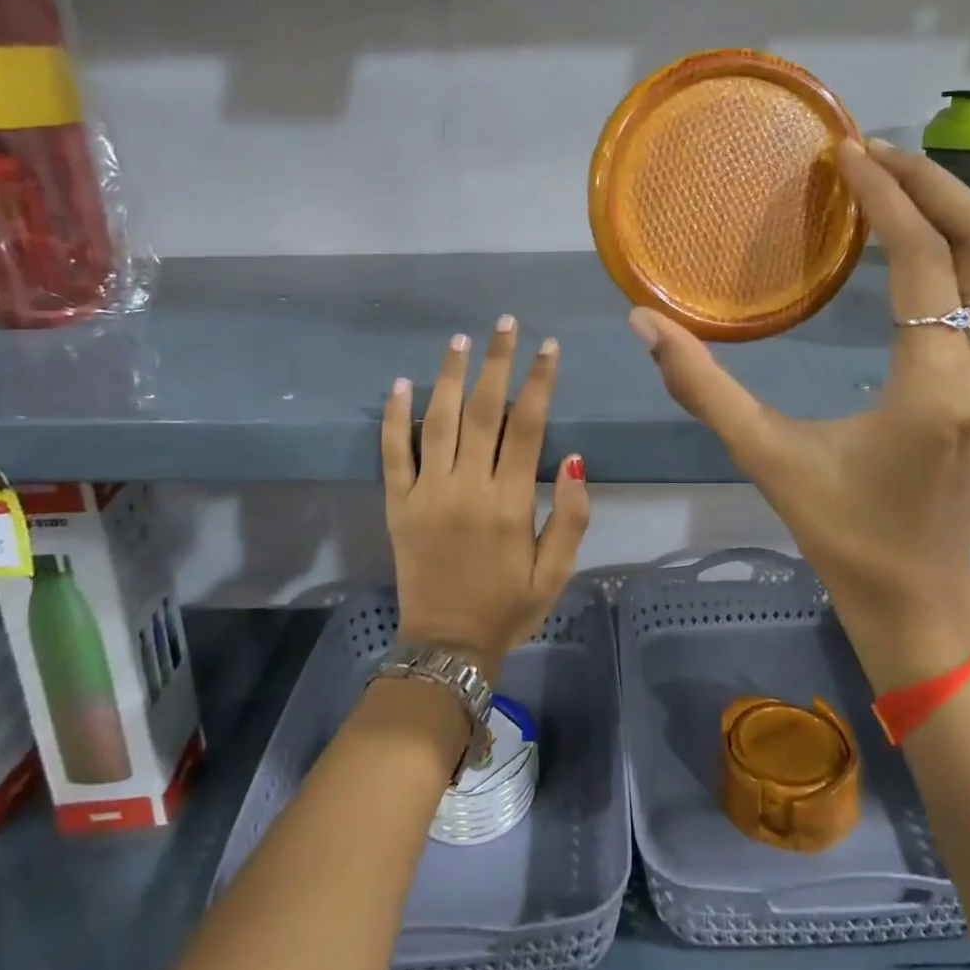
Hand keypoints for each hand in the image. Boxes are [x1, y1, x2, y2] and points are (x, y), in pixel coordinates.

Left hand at [381, 318, 590, 677]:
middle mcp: (467, 488)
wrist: (447, 645)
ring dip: (449, 376)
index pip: (527, 426)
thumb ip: (572, 515)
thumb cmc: (509, 606)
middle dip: (497, 362)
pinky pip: (394, 453)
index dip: (540, 382)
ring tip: (460, 340)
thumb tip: (576, 457)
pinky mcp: (398, 504)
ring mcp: (427, 494)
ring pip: (438, 421)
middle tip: (505, 324)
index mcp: (510, 503)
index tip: (548, 347)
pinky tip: (401, 383)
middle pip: (482, 411)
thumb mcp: (557, 572)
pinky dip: (395, 417)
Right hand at [630, 140, 969, 689]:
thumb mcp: (764, 455)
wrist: (915, 591)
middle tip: (876, 153)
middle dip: (932, 186)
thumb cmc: (839, 528)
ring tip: (924, 172)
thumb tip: (643, 323)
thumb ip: (702, 387)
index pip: (923, 263)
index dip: (886, 199)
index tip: (849, 156)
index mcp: (932, 390)